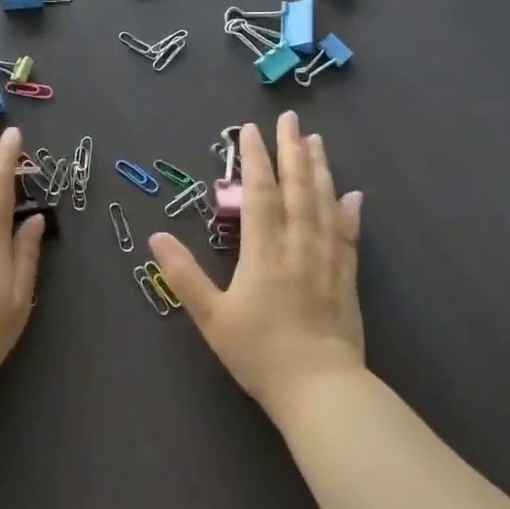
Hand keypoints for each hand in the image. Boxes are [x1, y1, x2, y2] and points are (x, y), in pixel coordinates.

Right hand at [151, 111, 363, 418]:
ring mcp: (327, 259)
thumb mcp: (211, 317)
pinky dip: (349, 211)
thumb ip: (184, 275)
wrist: (319, 389)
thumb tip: (156, 238)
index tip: (250, 129)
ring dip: (320, 169)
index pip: (260, 193)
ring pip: (324, 203)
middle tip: (291, 118)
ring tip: (317, 141)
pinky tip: (353, 194)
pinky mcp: (346, 277)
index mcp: (264, 251)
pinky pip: (348, 234)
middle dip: (292, 150)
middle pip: (297, 188)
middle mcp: (298, 245)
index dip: (255, 158)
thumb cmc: (259, 353)